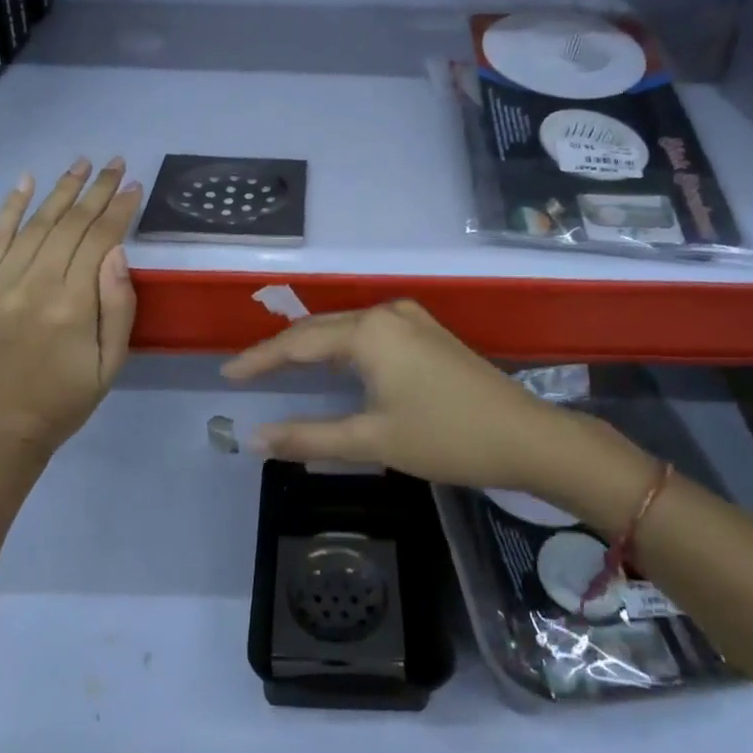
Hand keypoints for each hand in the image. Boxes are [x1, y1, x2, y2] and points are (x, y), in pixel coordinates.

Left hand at [0, 157, 141, 469]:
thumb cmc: (66, 401)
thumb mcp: (111, 363)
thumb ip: (118, 305)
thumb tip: (117, 251)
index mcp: (71, 307)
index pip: (99, 240)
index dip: (119, 209)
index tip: (134, 185)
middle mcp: (32, 287)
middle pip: (68, 225)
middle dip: (96, 191)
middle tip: (115, 164)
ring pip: (34, 226)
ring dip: (60, 191)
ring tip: (82, 164)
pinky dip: (9, 209)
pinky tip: (26, 181)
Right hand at [221, 300, 608, 495]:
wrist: (525, 436)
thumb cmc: (445, 437)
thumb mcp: (372, 439)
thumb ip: (309, 437)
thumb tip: (256, 438)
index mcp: (369, 331)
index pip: (298, 342)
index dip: (260, 358)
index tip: (227, 373)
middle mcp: (387, 313)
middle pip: (321, 328)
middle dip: (282, 350)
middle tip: (247, 372)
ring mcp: (412, 319)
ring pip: (347, 329)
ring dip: (313, 348)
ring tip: (280, 369)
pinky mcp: (428, 333)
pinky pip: (370, 334)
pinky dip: (343, 350)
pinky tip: (334, 368)